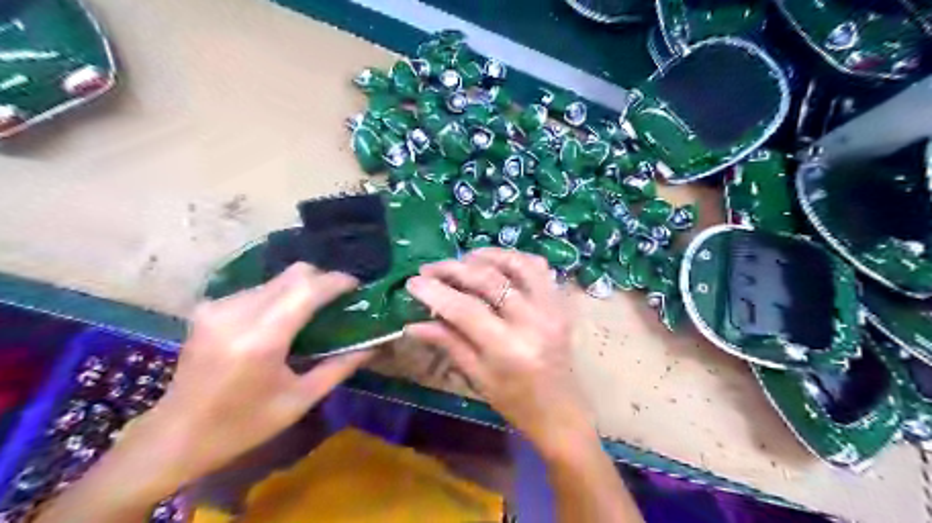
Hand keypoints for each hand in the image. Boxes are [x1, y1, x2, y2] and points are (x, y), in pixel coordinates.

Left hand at [141, 263, 370, 487]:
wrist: (175, 436)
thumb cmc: (243, 425)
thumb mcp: (299, 400)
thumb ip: (340, 367)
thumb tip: (373, 345)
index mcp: (261, 340)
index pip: (307, 289)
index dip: (336, 281)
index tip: (357, 286)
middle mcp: (237, 314)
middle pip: (292, 274)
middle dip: (322, 279)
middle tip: (339, 299)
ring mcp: (218, 307)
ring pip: (276, 279)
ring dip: (300, 288)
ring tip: (313, 311)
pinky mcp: (208, 308)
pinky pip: (257, 289)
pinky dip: (278, 296)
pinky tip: (282, 320)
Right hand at [406, 250, 596, 456]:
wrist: (561, 412)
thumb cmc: (516, 402)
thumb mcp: (477, 377)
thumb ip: (448, 343)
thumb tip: (413, 324)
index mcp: (508, 348)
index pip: (465, 309)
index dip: (436, 291)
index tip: (412, 281)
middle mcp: (533, 321)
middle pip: (489, 280)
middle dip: (454, 269)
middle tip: (430, 268)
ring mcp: (552, 308)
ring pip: (518, 264)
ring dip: (486, 256)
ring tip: (462, 259)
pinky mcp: (561, 303)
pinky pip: (539, 268)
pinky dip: (515, 259)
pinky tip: (496, 264)